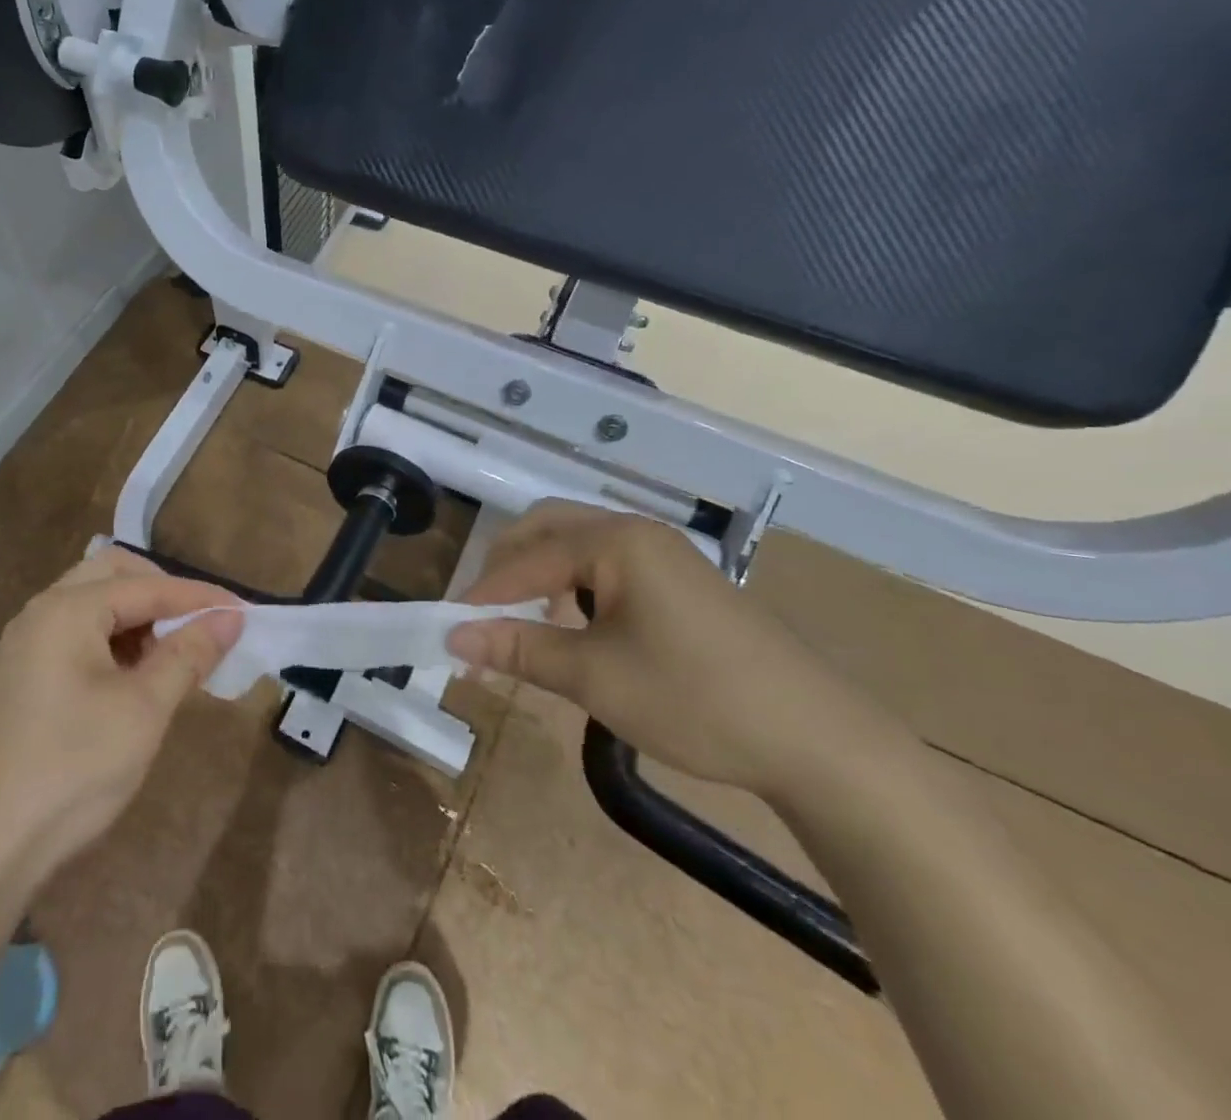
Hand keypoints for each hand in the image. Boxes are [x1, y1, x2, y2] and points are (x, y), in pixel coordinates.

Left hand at [0, 549, 243, 880]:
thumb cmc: (74, 768)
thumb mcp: (144, 709)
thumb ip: (189, 654)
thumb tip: (230, 617)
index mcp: (67, 610)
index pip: (147, 586)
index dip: (198, 597)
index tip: (242, 612)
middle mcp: (41, 612)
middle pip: (113, 574)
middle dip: (161, 592)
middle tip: (198, 624)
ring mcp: (27, 643)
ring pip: (94, 603)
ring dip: (137, 616)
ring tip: (171, 656)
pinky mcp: (23, 674)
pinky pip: (77, 633)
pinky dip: (113, 639)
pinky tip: (134, 677)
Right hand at [449, 502, 899, 797]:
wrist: (820, 742)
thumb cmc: (696, 698)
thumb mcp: (595, 678)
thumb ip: (519, 649)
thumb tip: (452, 637)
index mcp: (616, 540)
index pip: (526, 556)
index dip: (483, 592)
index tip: (448, 627)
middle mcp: (637, 532)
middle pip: (548, 527)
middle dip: (507, 565)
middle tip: (481, 612)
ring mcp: (664, 555)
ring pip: (578, 544)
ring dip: (540, 572)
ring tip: (522, 620)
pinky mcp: (682, 582)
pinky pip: (607, 565)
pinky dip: (574, 584)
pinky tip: (575, 625)